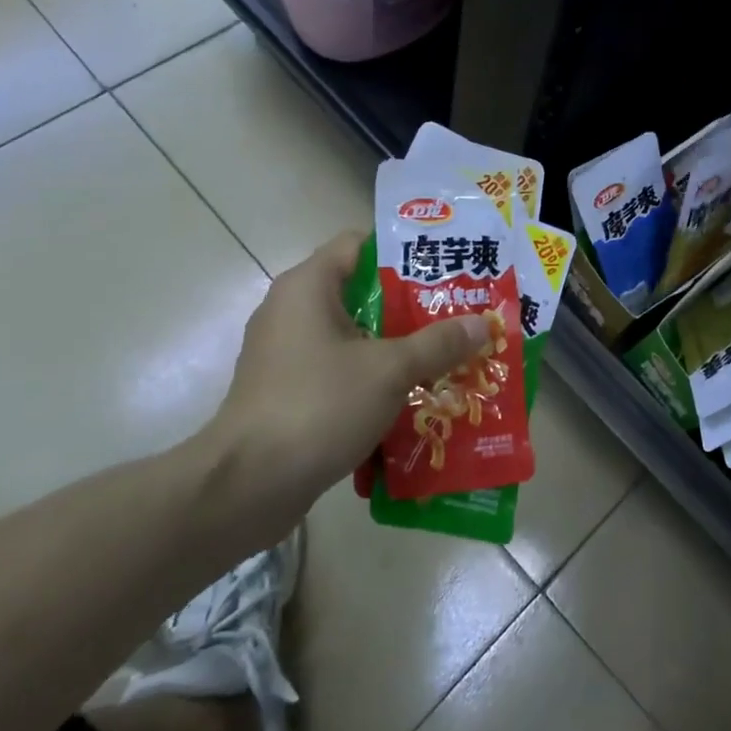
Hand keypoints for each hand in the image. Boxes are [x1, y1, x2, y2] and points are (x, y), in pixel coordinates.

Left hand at [195, 230, 495, 513]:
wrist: (248, 486)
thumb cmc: (318, 406)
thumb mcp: (389, 370)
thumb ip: (438, 343)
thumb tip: (482, 323)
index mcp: (307, 287)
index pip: (360, 243)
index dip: (404, 251)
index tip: (446, 268)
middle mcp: (291, 311)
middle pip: (361, 292)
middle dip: (412, 305)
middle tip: (459, 315)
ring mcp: (286, 354)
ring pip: (353, 336)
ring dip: (397, 346)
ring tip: (446, 355)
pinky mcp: (287, 391)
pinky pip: (339, 370)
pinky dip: (373, 377)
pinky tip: (412, 395)